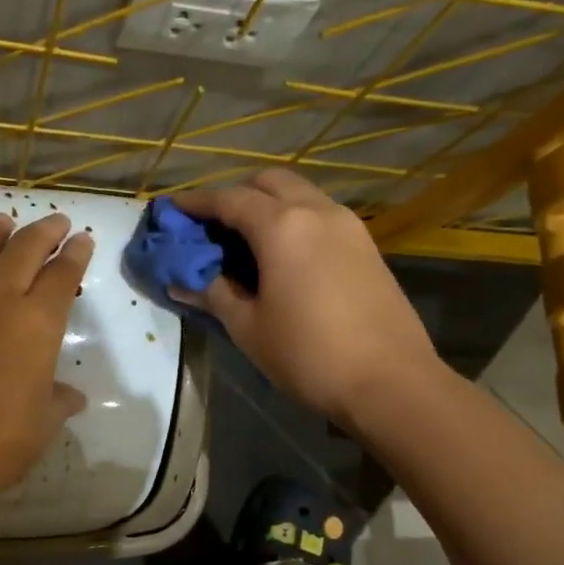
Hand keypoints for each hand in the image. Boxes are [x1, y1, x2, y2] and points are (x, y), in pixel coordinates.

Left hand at [0, 211, 92, 509]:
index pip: (62, 275)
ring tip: (3, 220)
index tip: (83, 241)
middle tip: (56, 223)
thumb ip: (59, 401)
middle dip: (44, 232)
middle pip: (23, 251)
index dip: (76, 254)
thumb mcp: (43, 424)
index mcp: (36, 324)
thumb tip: (71, 396)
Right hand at [173, 170, 438, 424]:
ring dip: (269, 204)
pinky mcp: (367, 245)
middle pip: (269, 182)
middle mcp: (317, 211)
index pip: (229, 199)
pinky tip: (284, 256)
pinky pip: (321, 214)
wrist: (390, 382)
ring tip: (246, 240)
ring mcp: (348, 225)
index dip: (197, 202)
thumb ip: (214, 294)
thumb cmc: (308, 355)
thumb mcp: (249, 328)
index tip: (173, 210)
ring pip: (301, 194)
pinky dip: (295, 219)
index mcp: (282, 226)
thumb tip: (182, 281)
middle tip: (213, 226)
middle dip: (236, 194)